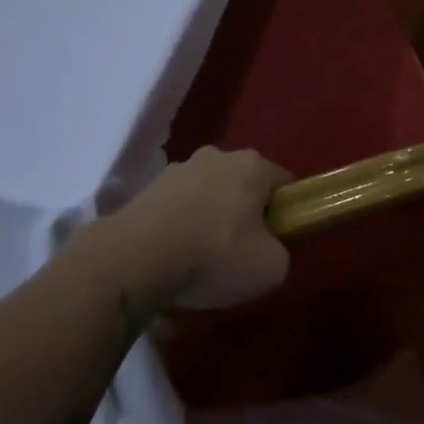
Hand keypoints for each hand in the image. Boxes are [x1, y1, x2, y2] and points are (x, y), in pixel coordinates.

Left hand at [103, 146, 293, 310]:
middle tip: (242, 251)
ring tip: (201, 260)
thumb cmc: (215, 255)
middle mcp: (217, 156)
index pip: (284, 182)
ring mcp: (179, 168)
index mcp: (253, 165)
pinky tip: (174, 257)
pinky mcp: (148, 187)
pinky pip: (177, 207)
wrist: (136, 258)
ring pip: (208, 193)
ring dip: (210, 218)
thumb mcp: (271, 267)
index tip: (279, 239)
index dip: (287, 211)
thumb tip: (270, 248)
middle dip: (245, 212)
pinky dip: (180, 226)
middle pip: (243, 184)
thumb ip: (281, 251)